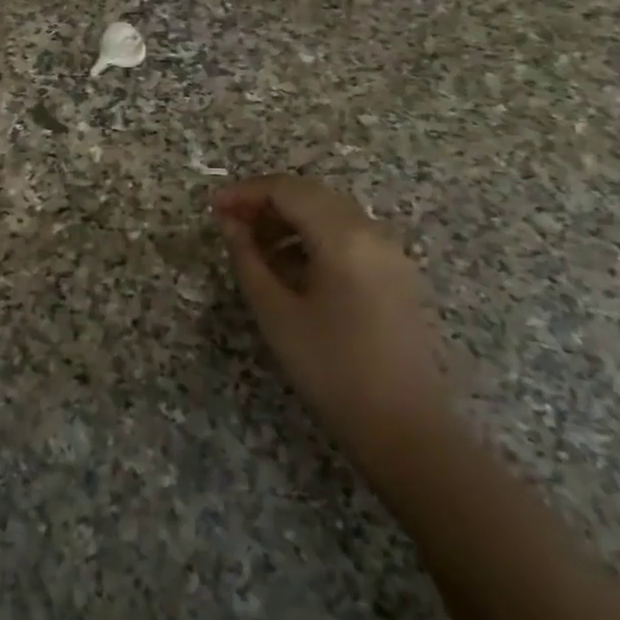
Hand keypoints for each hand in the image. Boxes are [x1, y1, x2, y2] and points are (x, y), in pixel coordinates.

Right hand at [214, 175, 453, 461]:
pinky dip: (314, 238)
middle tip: (230, 225)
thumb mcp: (275, 312)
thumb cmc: (332, 369)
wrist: (406, 431)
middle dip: (266, 202)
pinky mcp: (397, 275)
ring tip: (255, 249)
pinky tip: (291, 268)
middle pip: (310, 194)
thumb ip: (247, 258)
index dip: (245, 193)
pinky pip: (348, 236)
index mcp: (343, 235)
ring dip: (289, 219)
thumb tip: (230, 223)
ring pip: (330, 213)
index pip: (286, 189)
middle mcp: (371, 231)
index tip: (212, 209)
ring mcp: (390, 252)